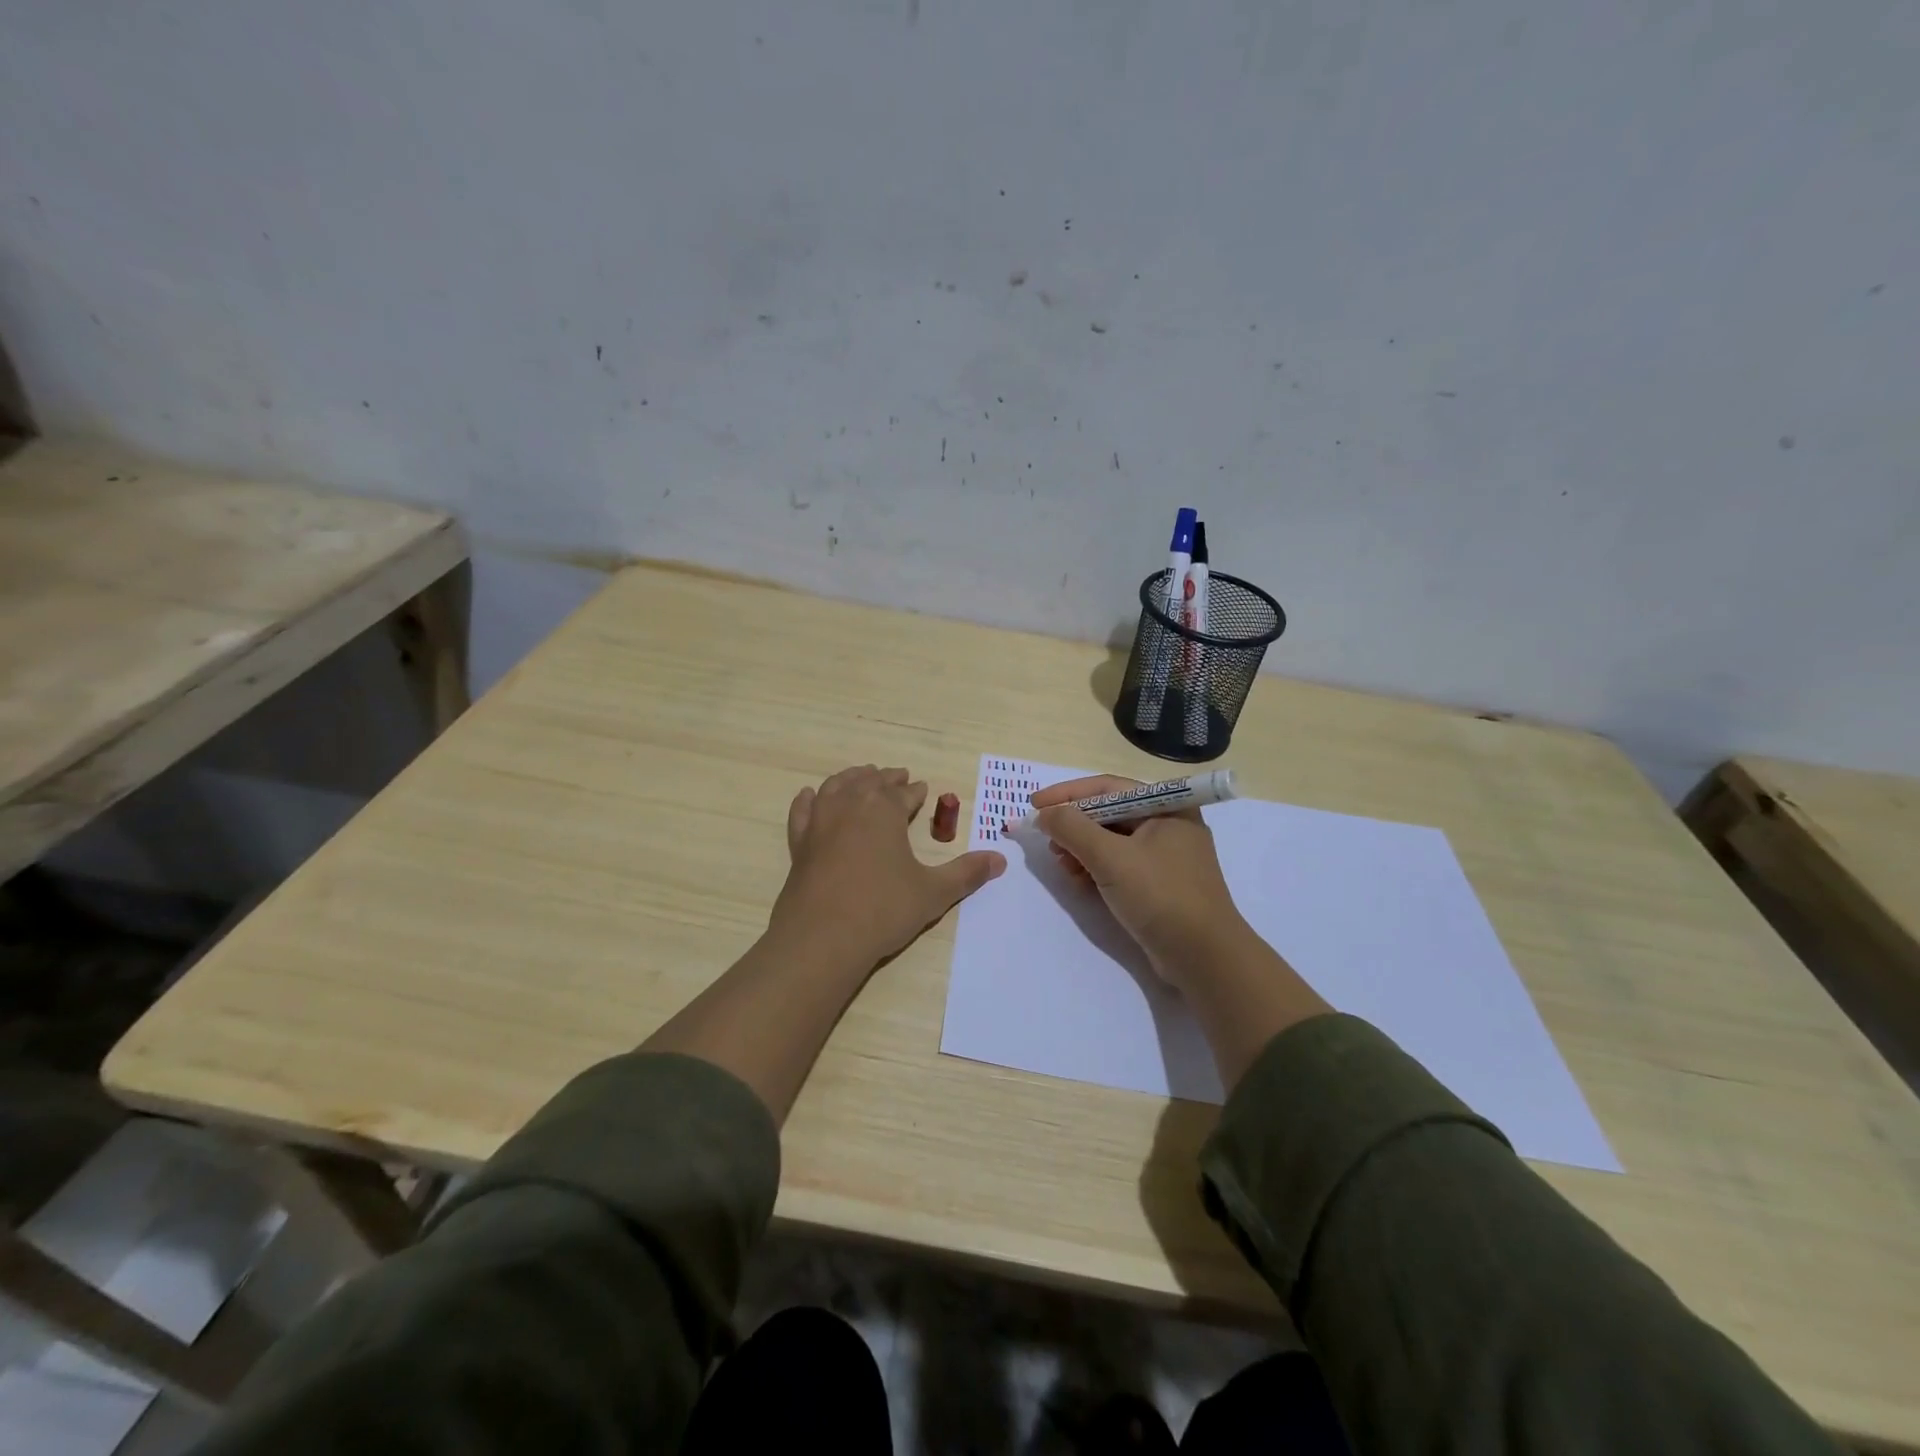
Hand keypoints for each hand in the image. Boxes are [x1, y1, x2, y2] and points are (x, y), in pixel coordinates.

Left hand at [770, 765, 1006, 969]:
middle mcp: (850, 806)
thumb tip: (1001, 860)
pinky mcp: (799, 844)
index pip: (904, 793)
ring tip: (862, 776)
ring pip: (836, 787)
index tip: (922, 788)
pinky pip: (802, 811)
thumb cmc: (883, 910)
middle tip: (898, 776)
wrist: (822, 938)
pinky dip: (808, 800)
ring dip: (851, 779)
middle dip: (886, 778)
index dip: (915, 791)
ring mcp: (819, 823)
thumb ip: (966, 873)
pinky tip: (810, 796)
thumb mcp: (933, 893)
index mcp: (884, 810)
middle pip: (870, 782)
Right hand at [1030, 774, 1250, 989]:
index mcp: (1168, 806)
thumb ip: (1072, 829)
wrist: (1204, 958)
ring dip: (1082, 849)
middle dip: (1074, 826)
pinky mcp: (1161, 884)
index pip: (1107, 788)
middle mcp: (1169, 824)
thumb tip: (1044, 813)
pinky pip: (1121, 864)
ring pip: (1113, 840)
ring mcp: (1167, 856)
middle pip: (1109, 813)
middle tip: (1048, 841)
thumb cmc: (1160, 896)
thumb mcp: (1111, 858)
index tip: (1034, 805)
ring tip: (1063, 865)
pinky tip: (1080, 881)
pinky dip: (1097, 868)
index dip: (1067, 794)